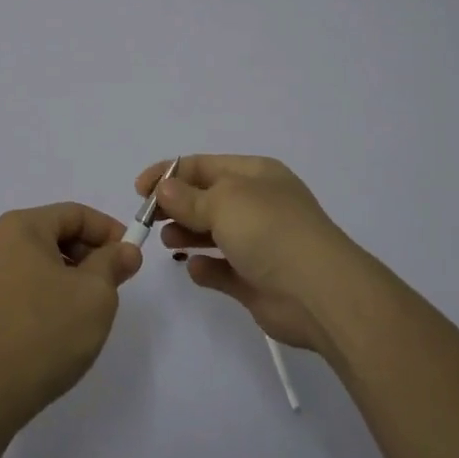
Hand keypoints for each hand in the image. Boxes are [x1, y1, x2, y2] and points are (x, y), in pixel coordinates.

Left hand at [0, 203, 142, 429]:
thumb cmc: (46, 332)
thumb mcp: (95, 294)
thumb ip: (113, 263)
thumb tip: (125, 250)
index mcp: (21, 227)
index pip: (75, 214)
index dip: (108, 230)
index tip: (131, 255)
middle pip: (55, 233)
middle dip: (90, 253)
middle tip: (116, 282)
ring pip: (41, 260)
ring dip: (72, 275)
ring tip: (91, 306)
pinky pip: (25, 282)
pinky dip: (50, 291)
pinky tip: (63, 322)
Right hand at [135, 155, 368, 354]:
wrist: (319, 292)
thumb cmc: (269, 230)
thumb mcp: (224, 201)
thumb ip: (188, 197)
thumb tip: (164, 188)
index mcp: (255, 174)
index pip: (203, 165)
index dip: (169, 173)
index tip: (139, 190)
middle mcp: (258, 204)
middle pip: (206, 198)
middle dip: (176, 205)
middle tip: (148, 218)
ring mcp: (259, 243)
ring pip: (213, 233)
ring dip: (187, 234)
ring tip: (168, 240)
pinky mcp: (256, 280)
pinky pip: (223, 270)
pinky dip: (206, 268)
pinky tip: (195, 269)